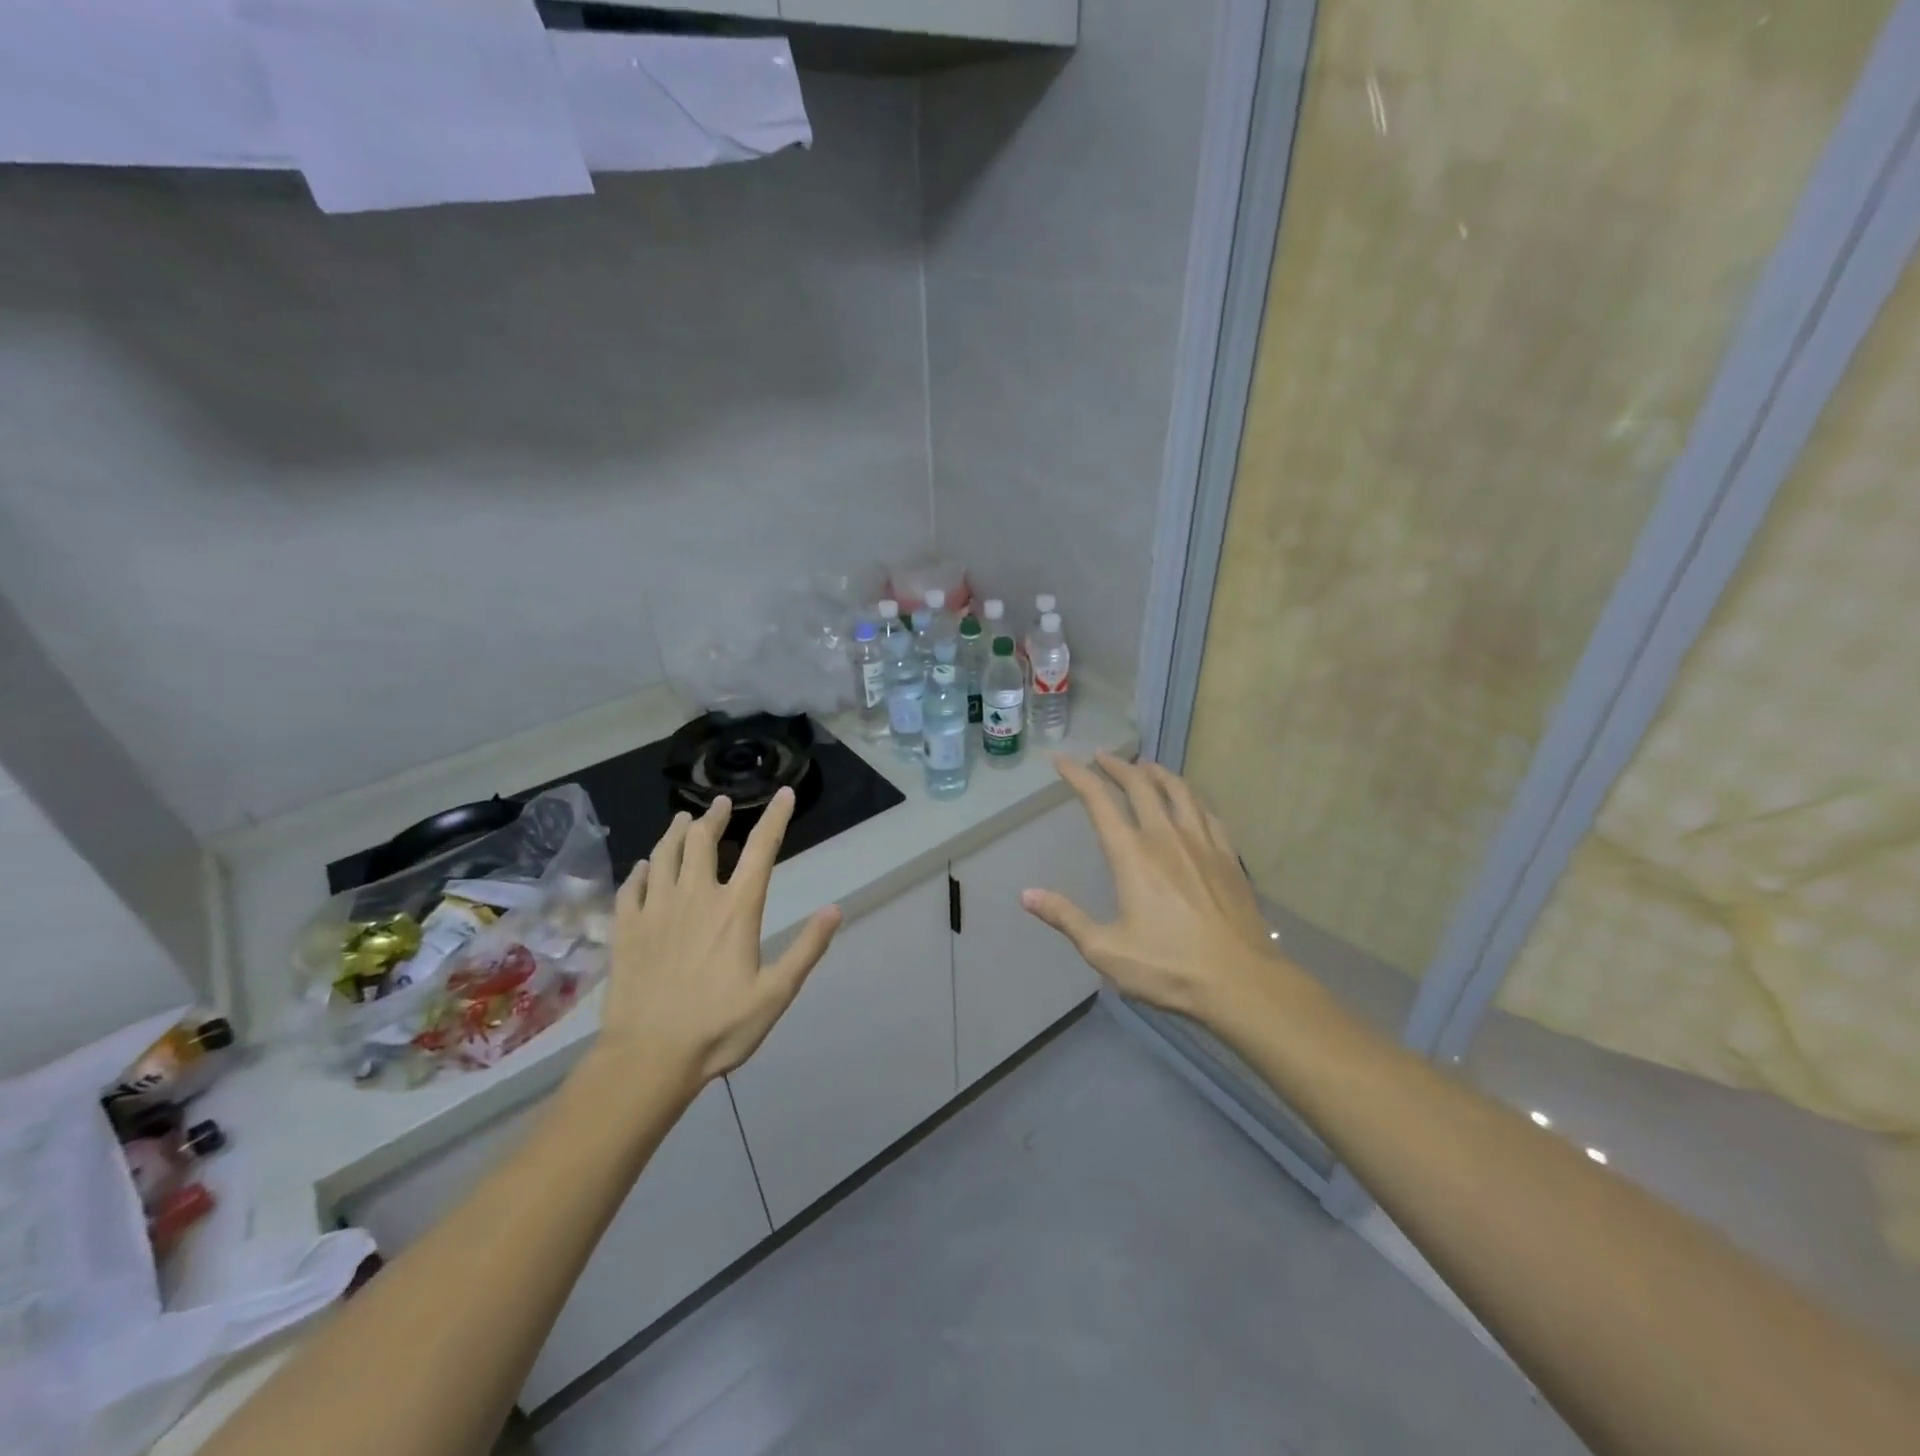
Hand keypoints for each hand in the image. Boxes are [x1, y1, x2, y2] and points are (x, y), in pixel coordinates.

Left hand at [597, 788, 841, 1092]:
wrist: (648, 1058)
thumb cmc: (719, 1028)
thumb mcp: (776, 993)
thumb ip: (806, 948)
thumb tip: (835, 908)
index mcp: (736, 910)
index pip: (761, 850)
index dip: (775, 818)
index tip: (784, 794)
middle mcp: (695, 898)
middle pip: (702, 840)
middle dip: (714, 816)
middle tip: (721, 803)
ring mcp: (655, 911)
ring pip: (663, 855)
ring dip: (675, 832)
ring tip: (682, 819)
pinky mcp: (626, 930)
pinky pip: (631, 886)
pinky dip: (641, 869)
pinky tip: (644, 866)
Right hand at [1022, 752, 1297, 1026]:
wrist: (1241, 982)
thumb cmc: (1169, 968)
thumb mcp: (1105, 950)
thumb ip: (1066, 917)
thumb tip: (1027, 894)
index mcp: (1132, 856)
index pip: (1099, 802)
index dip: (1078, 776)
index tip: (1062, 760)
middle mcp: (1166, 837)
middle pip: (1140, 785)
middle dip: (1117, 766)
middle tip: (1102, 756)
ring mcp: (1202, 843)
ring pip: (1178, 791)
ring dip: (1157, 773)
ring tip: (1145, 765)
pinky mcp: (1228, 856)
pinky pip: (1207, 812)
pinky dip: (1190, 796)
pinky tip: (1189, 800)